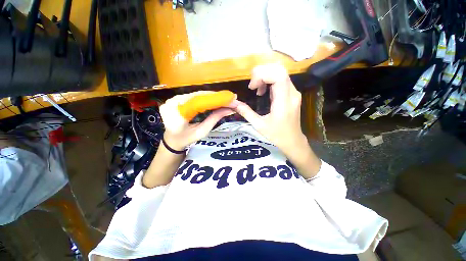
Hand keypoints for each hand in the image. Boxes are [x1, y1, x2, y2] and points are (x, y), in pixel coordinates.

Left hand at [159, 91, 235, 149]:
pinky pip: (193, 95)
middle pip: (198, 96)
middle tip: (231, 98)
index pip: (199, 102)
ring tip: (224, 98)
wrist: (172, 139)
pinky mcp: (175, 98)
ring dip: (212, 96)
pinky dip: (205, 97)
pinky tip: (214, 98)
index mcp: (177, 115)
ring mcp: (172, 99)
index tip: (231, 98)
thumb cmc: (186, 139)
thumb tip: (229, 110)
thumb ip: (214, 119)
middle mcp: (172, 103)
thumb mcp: (202, 132)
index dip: (216, 99)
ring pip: (196, 94)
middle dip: (216, 96)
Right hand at [232, 64, 306, 153]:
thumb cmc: (277, 135)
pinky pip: (281, 80)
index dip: (262, 75)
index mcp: (284, 102)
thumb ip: (246, 112)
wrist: (292, 141)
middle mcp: (292, 93)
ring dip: (265, 76)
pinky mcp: (292, 94)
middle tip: (252, 85)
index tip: (252, 87)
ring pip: (280, 73)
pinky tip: (262, 91)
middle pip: (279, 70)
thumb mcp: (259, 125)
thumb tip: (234, 103)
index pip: (278, 75)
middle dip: (262, 72)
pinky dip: (269, 80)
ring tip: (255, 88)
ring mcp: (294, 92)